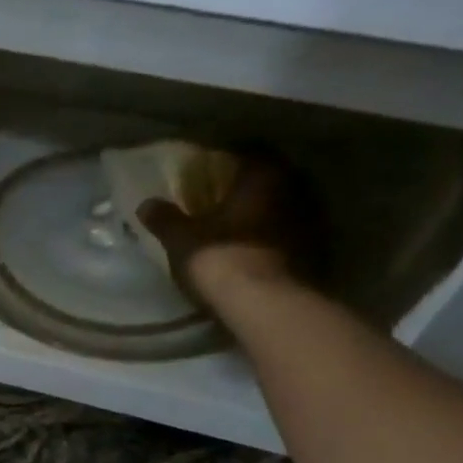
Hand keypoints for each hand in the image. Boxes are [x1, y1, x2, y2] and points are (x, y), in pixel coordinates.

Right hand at [136, 151, 323, 307]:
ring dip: (262, 218)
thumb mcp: (181, 240)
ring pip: (281, 211)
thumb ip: (165, 219)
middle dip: (246, 191)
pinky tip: (256, 254)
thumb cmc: (221, 259)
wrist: (266, 307)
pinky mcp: (316, 255)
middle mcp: (293, 192)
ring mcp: (310, 224)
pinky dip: (274, 242)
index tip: (209, 172)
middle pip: (268, 183)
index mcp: (262, 177)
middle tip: (221, 201)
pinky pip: (290, 238)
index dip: (226, 162)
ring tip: (237, 230)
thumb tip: (146, 204)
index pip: (247, 155)